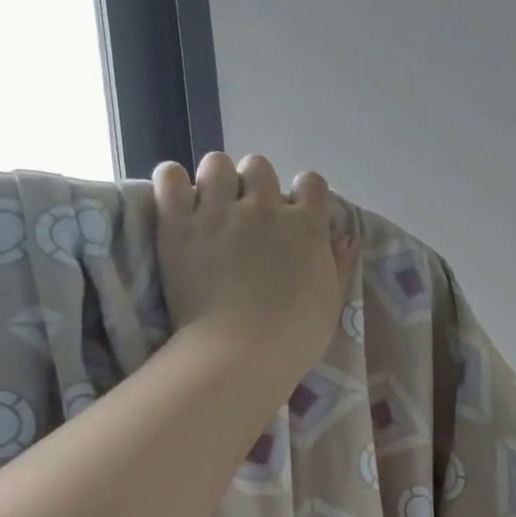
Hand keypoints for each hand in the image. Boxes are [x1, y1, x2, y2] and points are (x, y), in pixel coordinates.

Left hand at [153, 153, 356, 373]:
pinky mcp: (179, 225)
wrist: (242, 353)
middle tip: (248, 214)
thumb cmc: (296, 336)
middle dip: (255, 184)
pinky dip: (173, 184)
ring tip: (211, 206)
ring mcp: (220, 212)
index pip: (311, 183)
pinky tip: (178, 203)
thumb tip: (345, 238)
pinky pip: (170, 177)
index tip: (296, 214)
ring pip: (216, 164)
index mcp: (306, 226)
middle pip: (260, 167)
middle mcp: (265, 208)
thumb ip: (339, 265)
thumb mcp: (332, 301)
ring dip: (216, 180)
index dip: (304, 195)